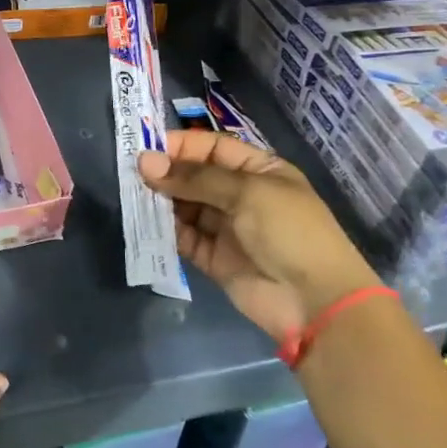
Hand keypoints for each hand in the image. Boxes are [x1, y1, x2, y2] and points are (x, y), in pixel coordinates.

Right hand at [137, 130, 381, 344]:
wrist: (315, 301)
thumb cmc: (289, 231)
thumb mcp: (246, 192)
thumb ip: (194, 178)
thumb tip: (144, 162)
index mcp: (259, 171)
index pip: (213, 147)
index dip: (181, 145)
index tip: (146, 148)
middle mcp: (241, 195)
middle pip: (195, 176)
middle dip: (166, 173)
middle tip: (131, 173)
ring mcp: (227, 228)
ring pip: (185, 206)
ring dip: (161, 201)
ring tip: (134, 196)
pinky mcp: (213, 258)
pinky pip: (184, 237)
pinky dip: (165, 230)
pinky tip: (145, 223)